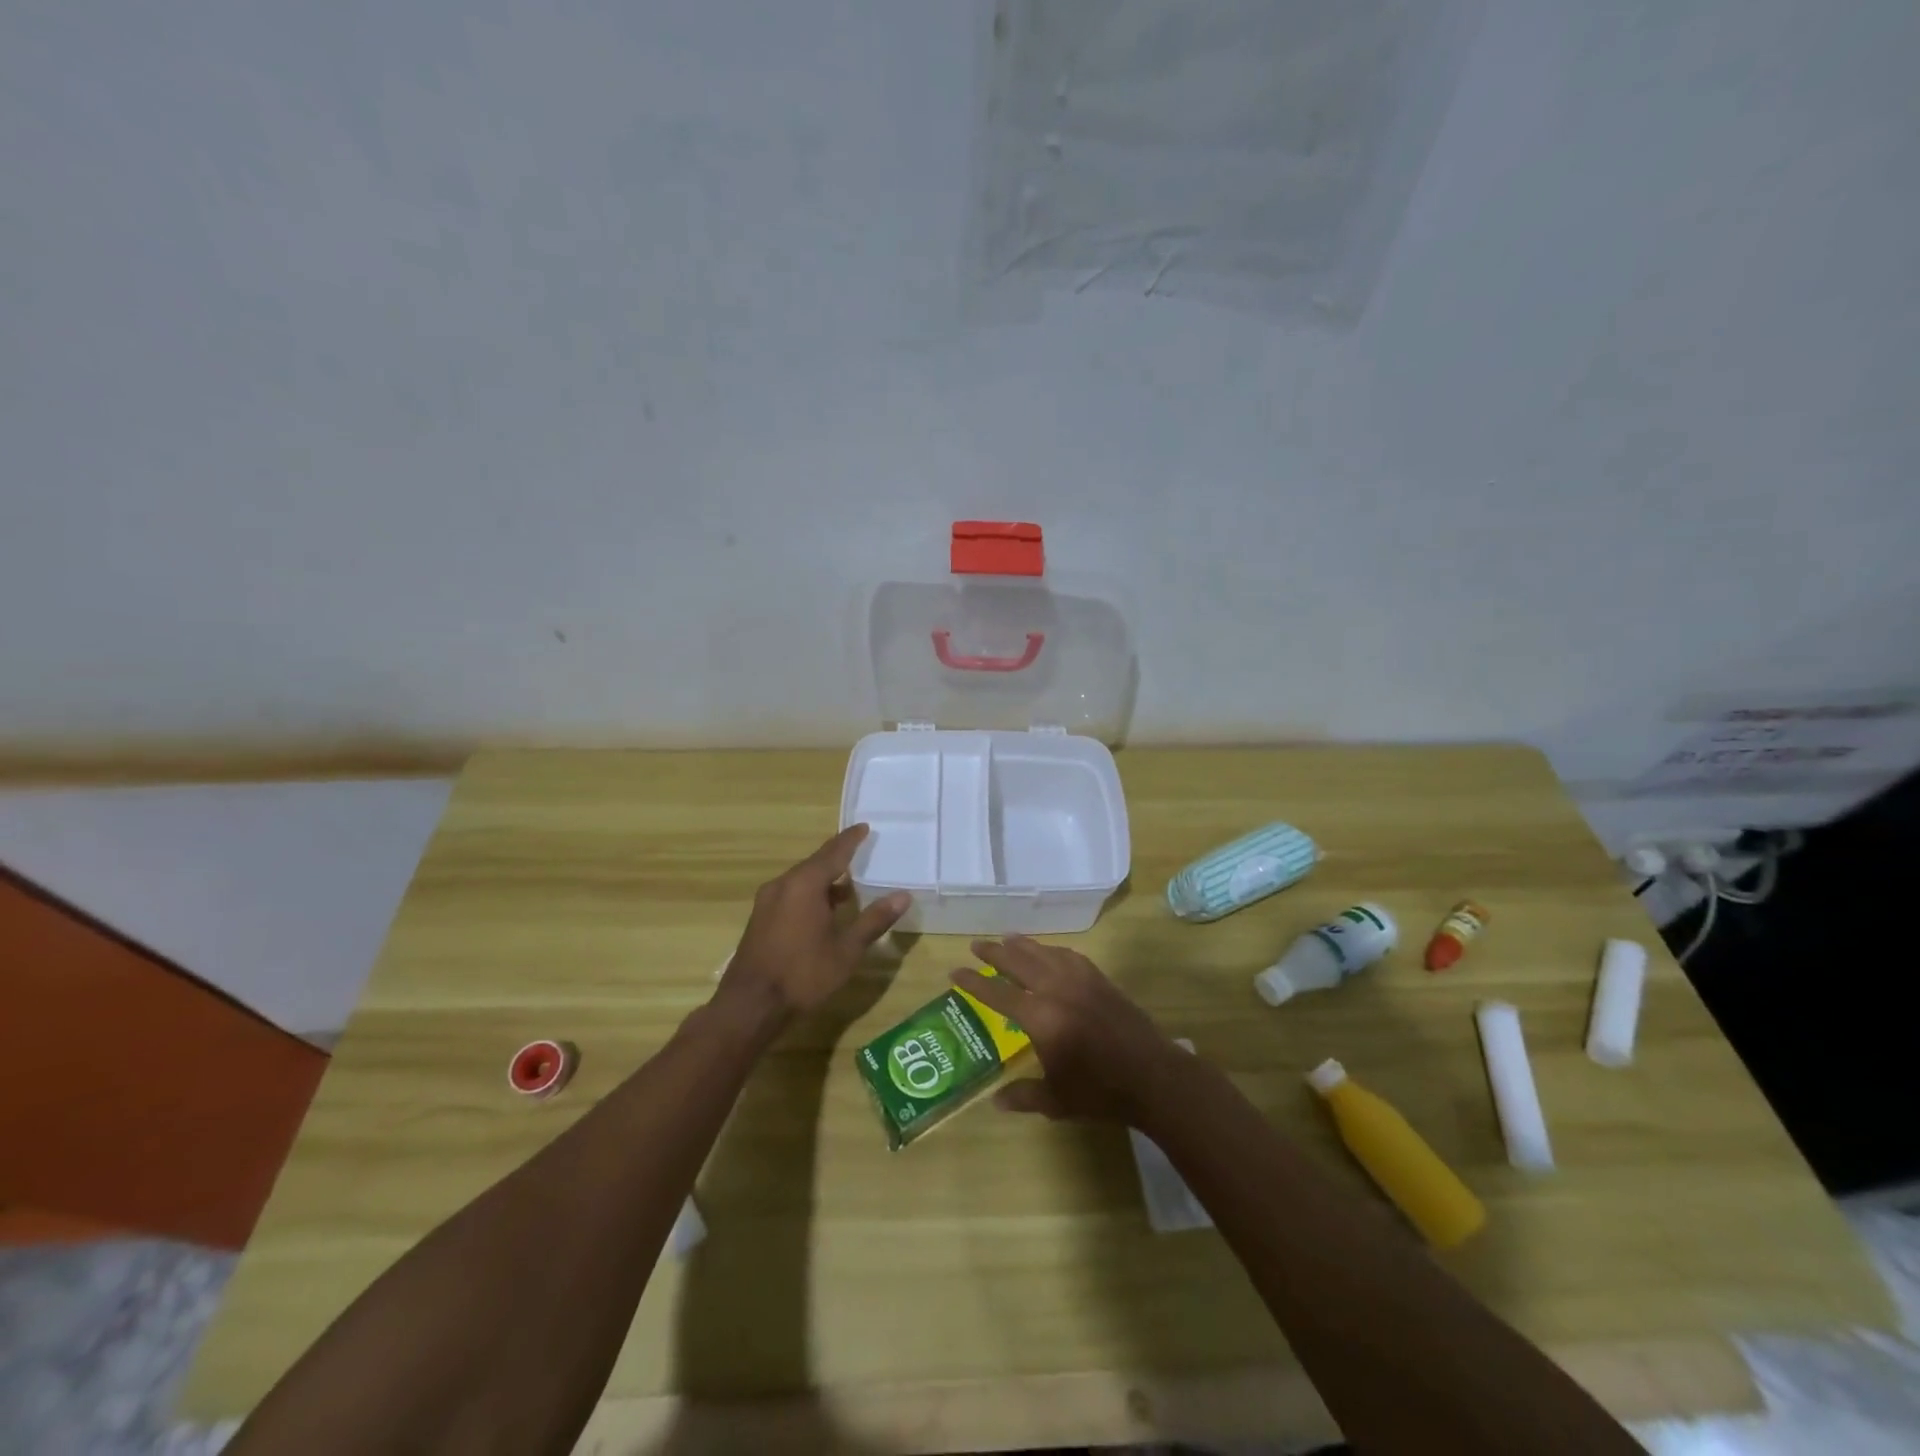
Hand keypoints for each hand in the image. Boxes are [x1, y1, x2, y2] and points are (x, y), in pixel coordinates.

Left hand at [721, 825, 909, 1020]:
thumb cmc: (803, 974)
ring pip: (802, 880)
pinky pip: (791, 894)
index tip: (864, 827)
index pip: (834, 852)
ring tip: (849, 885)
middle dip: (838, 858)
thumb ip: (874, 920)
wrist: (750, 1006)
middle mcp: (783, 885)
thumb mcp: (846, 950)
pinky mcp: (761, 919)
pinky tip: (824, 909)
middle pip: (815, 863)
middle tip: (861, 853)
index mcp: (805, 884)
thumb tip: (903, 896)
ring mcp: (768, 902)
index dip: (851, 839)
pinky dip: (811, 893)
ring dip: (825, 879)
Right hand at [952, 937, 1183, 1126]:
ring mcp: (1081, 981)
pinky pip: (1070, 956)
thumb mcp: (1057, 1101)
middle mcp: (1057, 991)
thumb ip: (1025, 1095)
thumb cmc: (1102, 1092)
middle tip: (977, 945)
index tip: (955, 971)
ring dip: (1023, 945)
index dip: (974, 983)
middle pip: (1019, 962)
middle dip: (995, 953)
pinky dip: (1053, 950)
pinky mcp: (1101, 980)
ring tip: (1007, 939)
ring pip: (1044, 953)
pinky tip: (1049, 953)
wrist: (1154, 1077)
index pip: (998, 995)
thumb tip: (996, 1100)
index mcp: (1041, 1018)